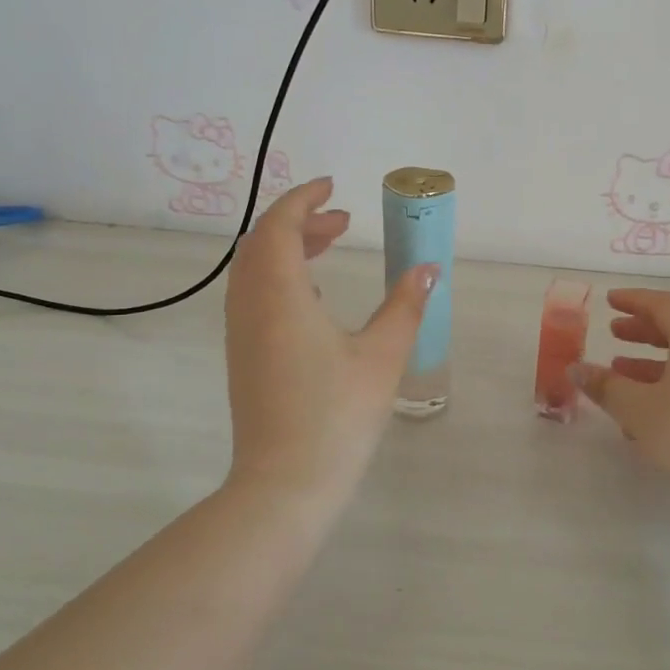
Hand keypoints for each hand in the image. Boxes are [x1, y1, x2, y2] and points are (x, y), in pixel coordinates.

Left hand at [223, 178, 435, 496]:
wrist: (285, 484)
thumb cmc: (337, 415)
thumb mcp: (382, 356)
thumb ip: (406, 306)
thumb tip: (428, 270)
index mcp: (280, 295)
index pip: (279, 226)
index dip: (303, 199)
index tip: (332, 186)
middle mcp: (250, 305)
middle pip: (263, 242)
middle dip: (301, 222)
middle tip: (343, 220)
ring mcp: (241, 332)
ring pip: (255, 269)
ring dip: (289, 248)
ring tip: (333, 249)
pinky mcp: (242, 355)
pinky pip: (254, 294)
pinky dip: (281, 276)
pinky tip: (315, 296)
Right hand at [572, 289, 669, 500]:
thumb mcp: (638, 409)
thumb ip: (606, 386)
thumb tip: (577, 369)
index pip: (665, 305)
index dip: (634, 300)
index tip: (610, 301)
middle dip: (643, 332)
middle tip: (614, 335)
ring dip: (654, 365)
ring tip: (623, 378)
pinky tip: (651, 417)